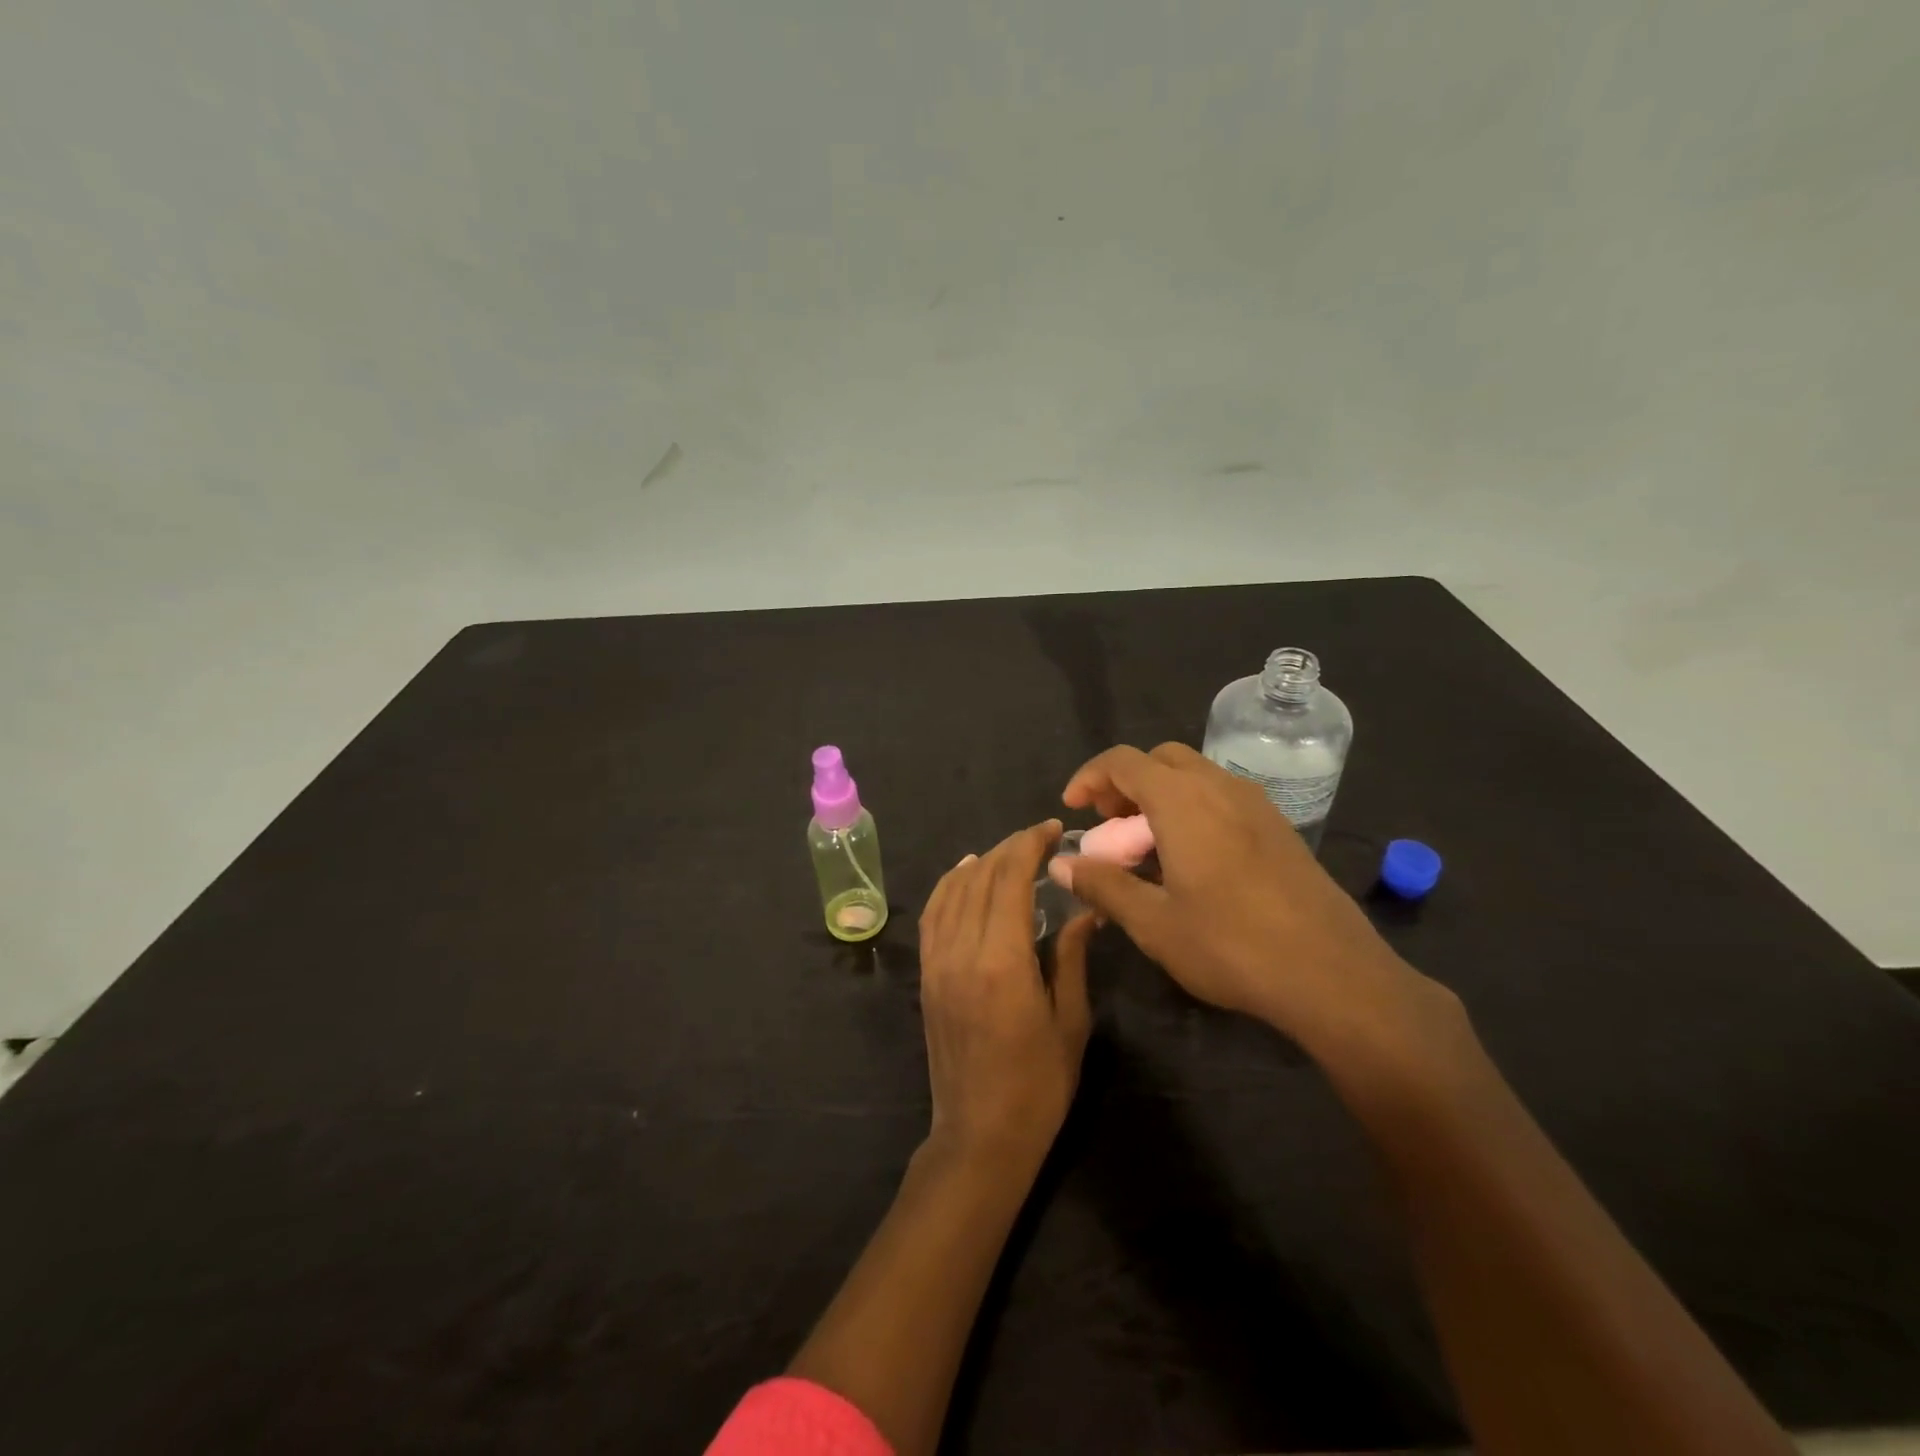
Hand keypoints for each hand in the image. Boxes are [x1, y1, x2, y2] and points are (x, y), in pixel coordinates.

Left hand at [918, 820, 1094, 1169]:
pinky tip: (966, 873)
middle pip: (982, 877)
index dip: (1031, 846)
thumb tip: (1085, 909)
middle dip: (1011, 848)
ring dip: (982, 862)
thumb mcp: (1070, 1021)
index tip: (1053, 829)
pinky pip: (933, 914)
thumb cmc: (1038, 1086)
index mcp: (1003, 961)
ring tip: (1011, 851)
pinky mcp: (927, 974)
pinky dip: (950, 884)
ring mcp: (938, 962)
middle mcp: (962, 950)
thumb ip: (1072, 957)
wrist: (979, 1136)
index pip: (1011, 879)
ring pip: (954, 890)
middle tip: (1041, 837)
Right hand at [1056, 744, 1445, 1056]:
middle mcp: (1219, 787)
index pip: (1123, 761)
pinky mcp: (1278, 826)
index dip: (1089, 778)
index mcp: (1182, 801)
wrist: (1333, 974)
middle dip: (1125, 783)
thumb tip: (1060, 864)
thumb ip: (1102, 884)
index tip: (1072, 809)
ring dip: (1159, 795)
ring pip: (1194, 775)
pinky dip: (1191, 808)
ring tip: (1145, 846)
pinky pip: (1221, 796)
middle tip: (1108, 826)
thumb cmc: (1231, 945)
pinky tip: (1190, 859)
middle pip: (1159, 759)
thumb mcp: (1153, 922)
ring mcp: (1255, 804)